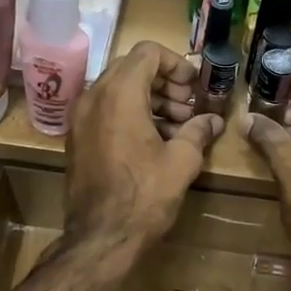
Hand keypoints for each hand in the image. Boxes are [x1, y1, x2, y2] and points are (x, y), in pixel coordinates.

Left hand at [65, 42, 223, 252]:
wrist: (100, 238)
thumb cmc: (144, 195)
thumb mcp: (182, 161)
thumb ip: (198, 131)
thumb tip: (213, 121)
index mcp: (119, 93)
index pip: (148, 52)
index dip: (176, 64)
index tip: (194, 88)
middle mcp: (93, 97)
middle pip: (131, 69)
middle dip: (164, 84)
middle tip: (188, 109)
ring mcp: (80, 119)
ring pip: (118, 90)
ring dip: (150, 100)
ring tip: (177, 128)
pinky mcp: (77, 139)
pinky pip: (106, 112)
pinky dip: (130, 115)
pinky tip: (155, 142)